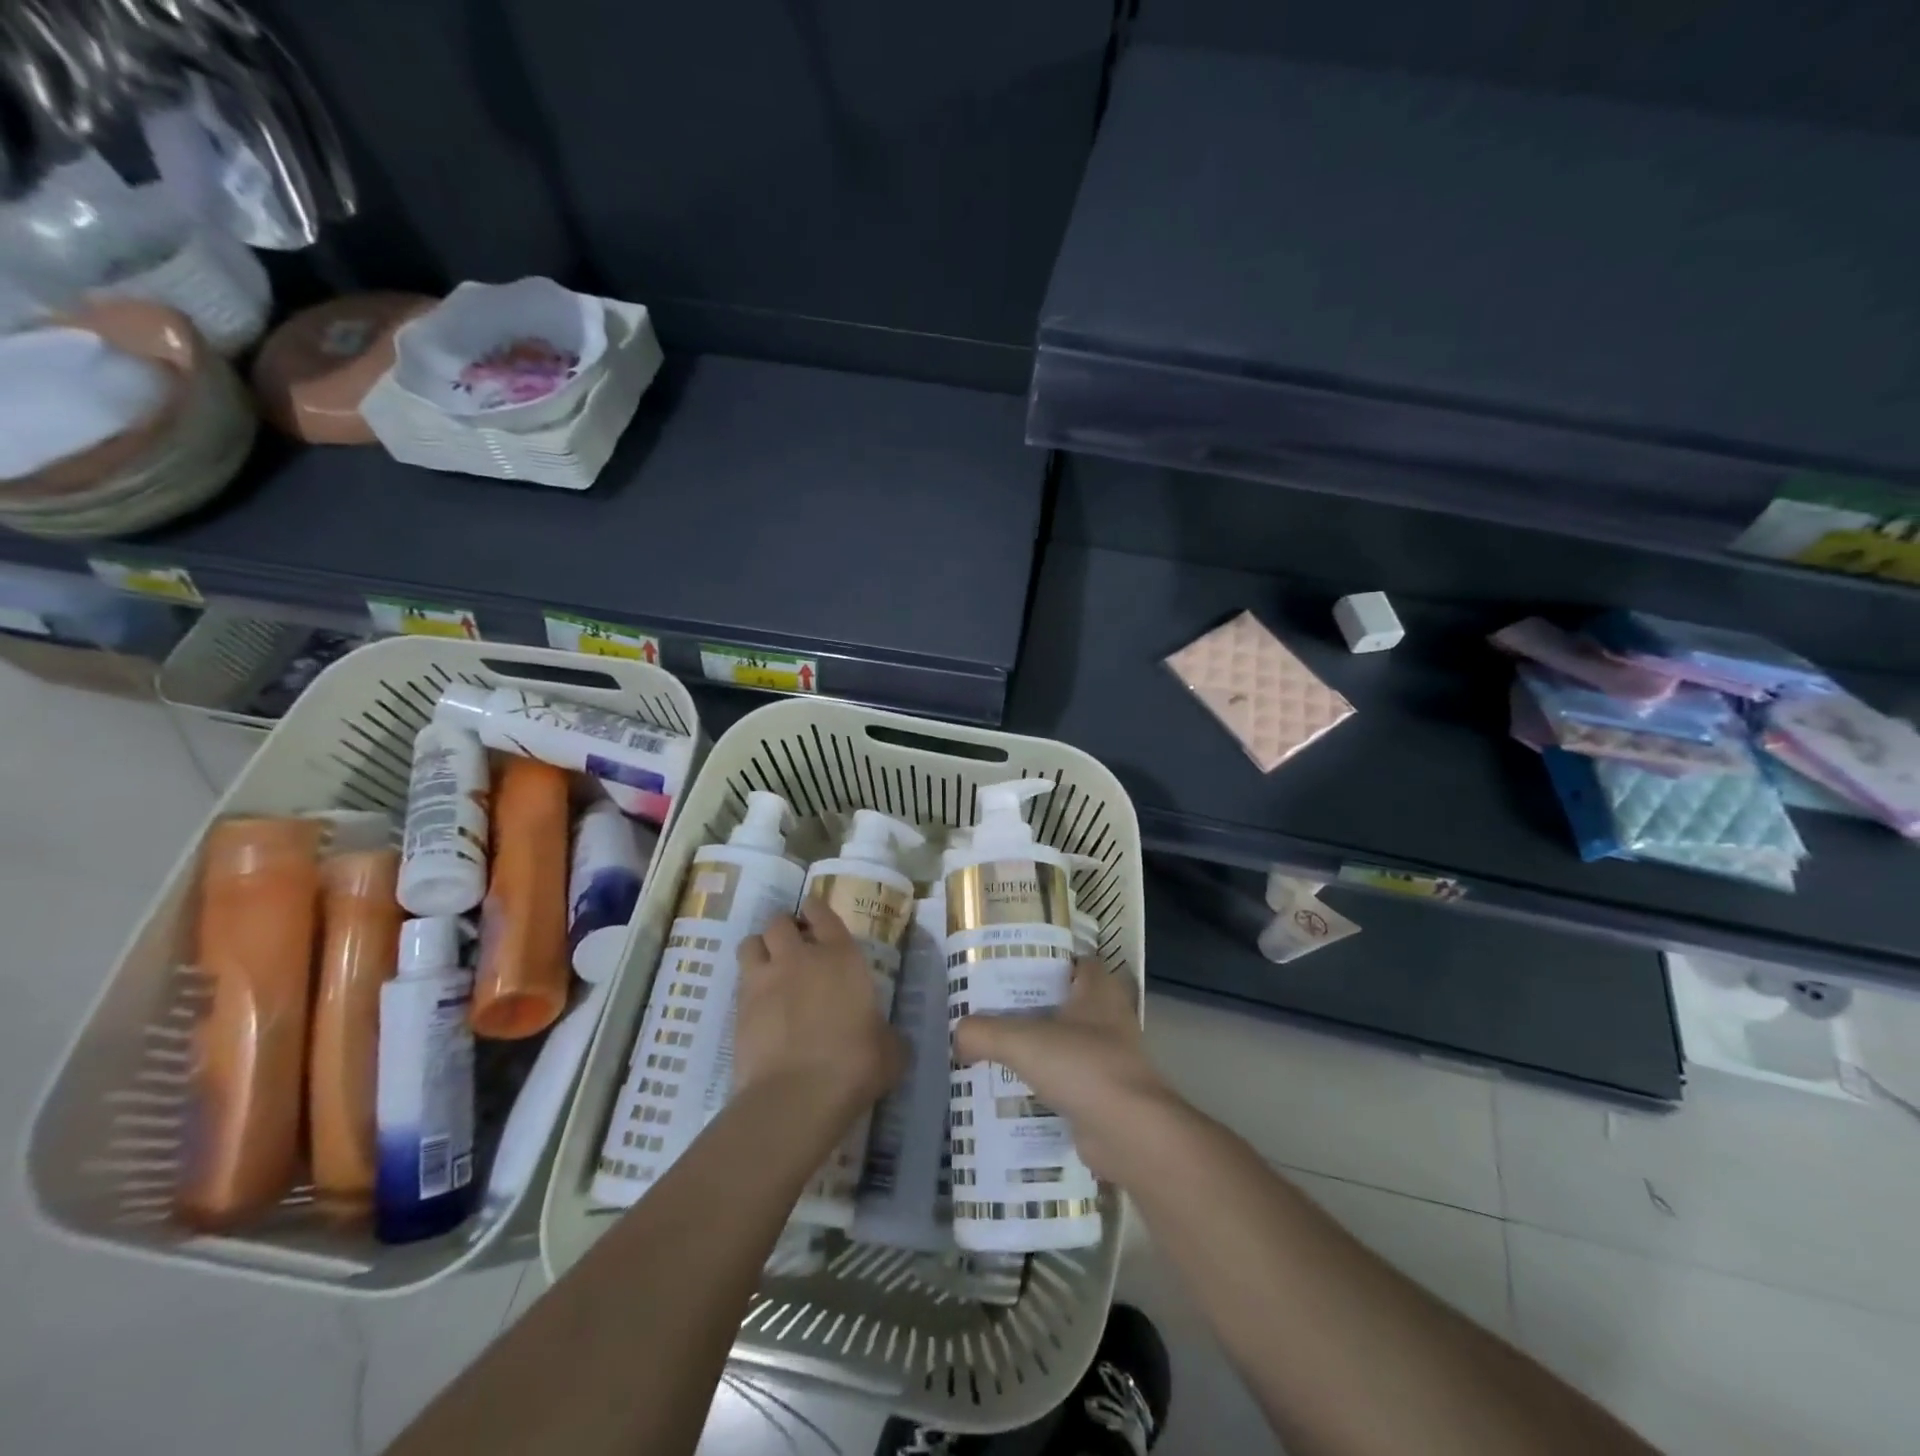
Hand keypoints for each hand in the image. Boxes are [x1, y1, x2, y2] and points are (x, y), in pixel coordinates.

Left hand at [735, 900, 903, 1121]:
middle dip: (785, 929)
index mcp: (841, 956)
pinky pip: (740, 982)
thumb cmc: (855, 1064)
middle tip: (792, 945)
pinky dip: (748, 986)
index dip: (816, 910)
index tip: (813, 912)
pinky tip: (759, 1006)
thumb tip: (888, 1038)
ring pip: (751, 944)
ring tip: (768, 967)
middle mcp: (800, 958)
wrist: (798, 1095)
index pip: (822, 914)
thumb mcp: (889, 1049)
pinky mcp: (739, 1009)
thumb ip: (887, 1034)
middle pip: (780, 922)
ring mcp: (765, 980)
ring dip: (760, 949)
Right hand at [953, 959, 1173, 1181]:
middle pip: (1062, 1002)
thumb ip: (983, 1033)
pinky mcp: (1105, 1093)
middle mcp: (1109, 1016)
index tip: (1006, 970)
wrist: (1130, 1134)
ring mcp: (1110, 1056)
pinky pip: (1067, 1080)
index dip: (1041, 961)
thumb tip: (957, 1038)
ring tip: (992, 1051)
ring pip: (1064, 1043)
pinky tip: (1011, 1092)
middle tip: (989, 1012)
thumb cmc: (1082, 1067)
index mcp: (1098, 988)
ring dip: (1035, 1049)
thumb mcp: (1022, 1041)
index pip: (1070, 961)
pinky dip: (1044, 1085)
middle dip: (1028, 1008)